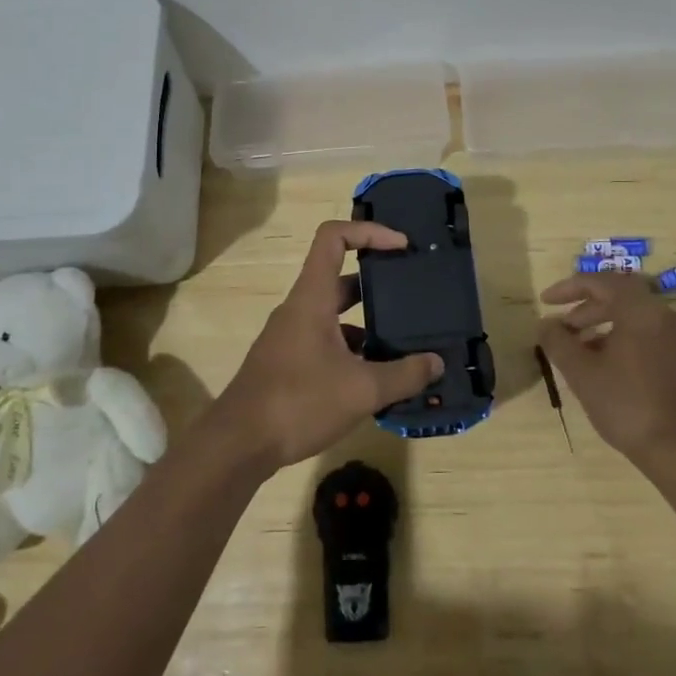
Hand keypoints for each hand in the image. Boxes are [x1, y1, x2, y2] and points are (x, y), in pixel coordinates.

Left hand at [211, 220, 443, 473]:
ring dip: (367, 321)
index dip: (369, 231)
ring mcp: (290, 336)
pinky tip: (374, 377)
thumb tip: (436, 362)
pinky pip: (325, 340)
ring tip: (403, 341)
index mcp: (312, 297)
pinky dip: (351, 349)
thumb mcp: (361, 390)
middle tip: (412, 295)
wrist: (238, 444)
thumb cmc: (298, 402)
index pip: (334, 237)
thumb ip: (404, 374)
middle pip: (340, 277)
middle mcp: (300, 308)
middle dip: (378, 282)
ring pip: (334, 313)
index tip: (401, 245)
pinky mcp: (287, 362)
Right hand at [535, 272, 675, 472]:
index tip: (545, 302)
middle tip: (560, 326)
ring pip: (633, 315)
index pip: (601, 282)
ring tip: (577, 347)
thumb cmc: (627, 405)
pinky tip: (603, 364)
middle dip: (584, 307)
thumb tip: (545, 324)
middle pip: (619, 296)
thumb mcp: (582, 373)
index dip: (569, 288)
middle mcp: (664, 315)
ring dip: (601, 323)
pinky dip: (621, 337)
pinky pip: (647, 333)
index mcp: (641, 310)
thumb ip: (558, 342)